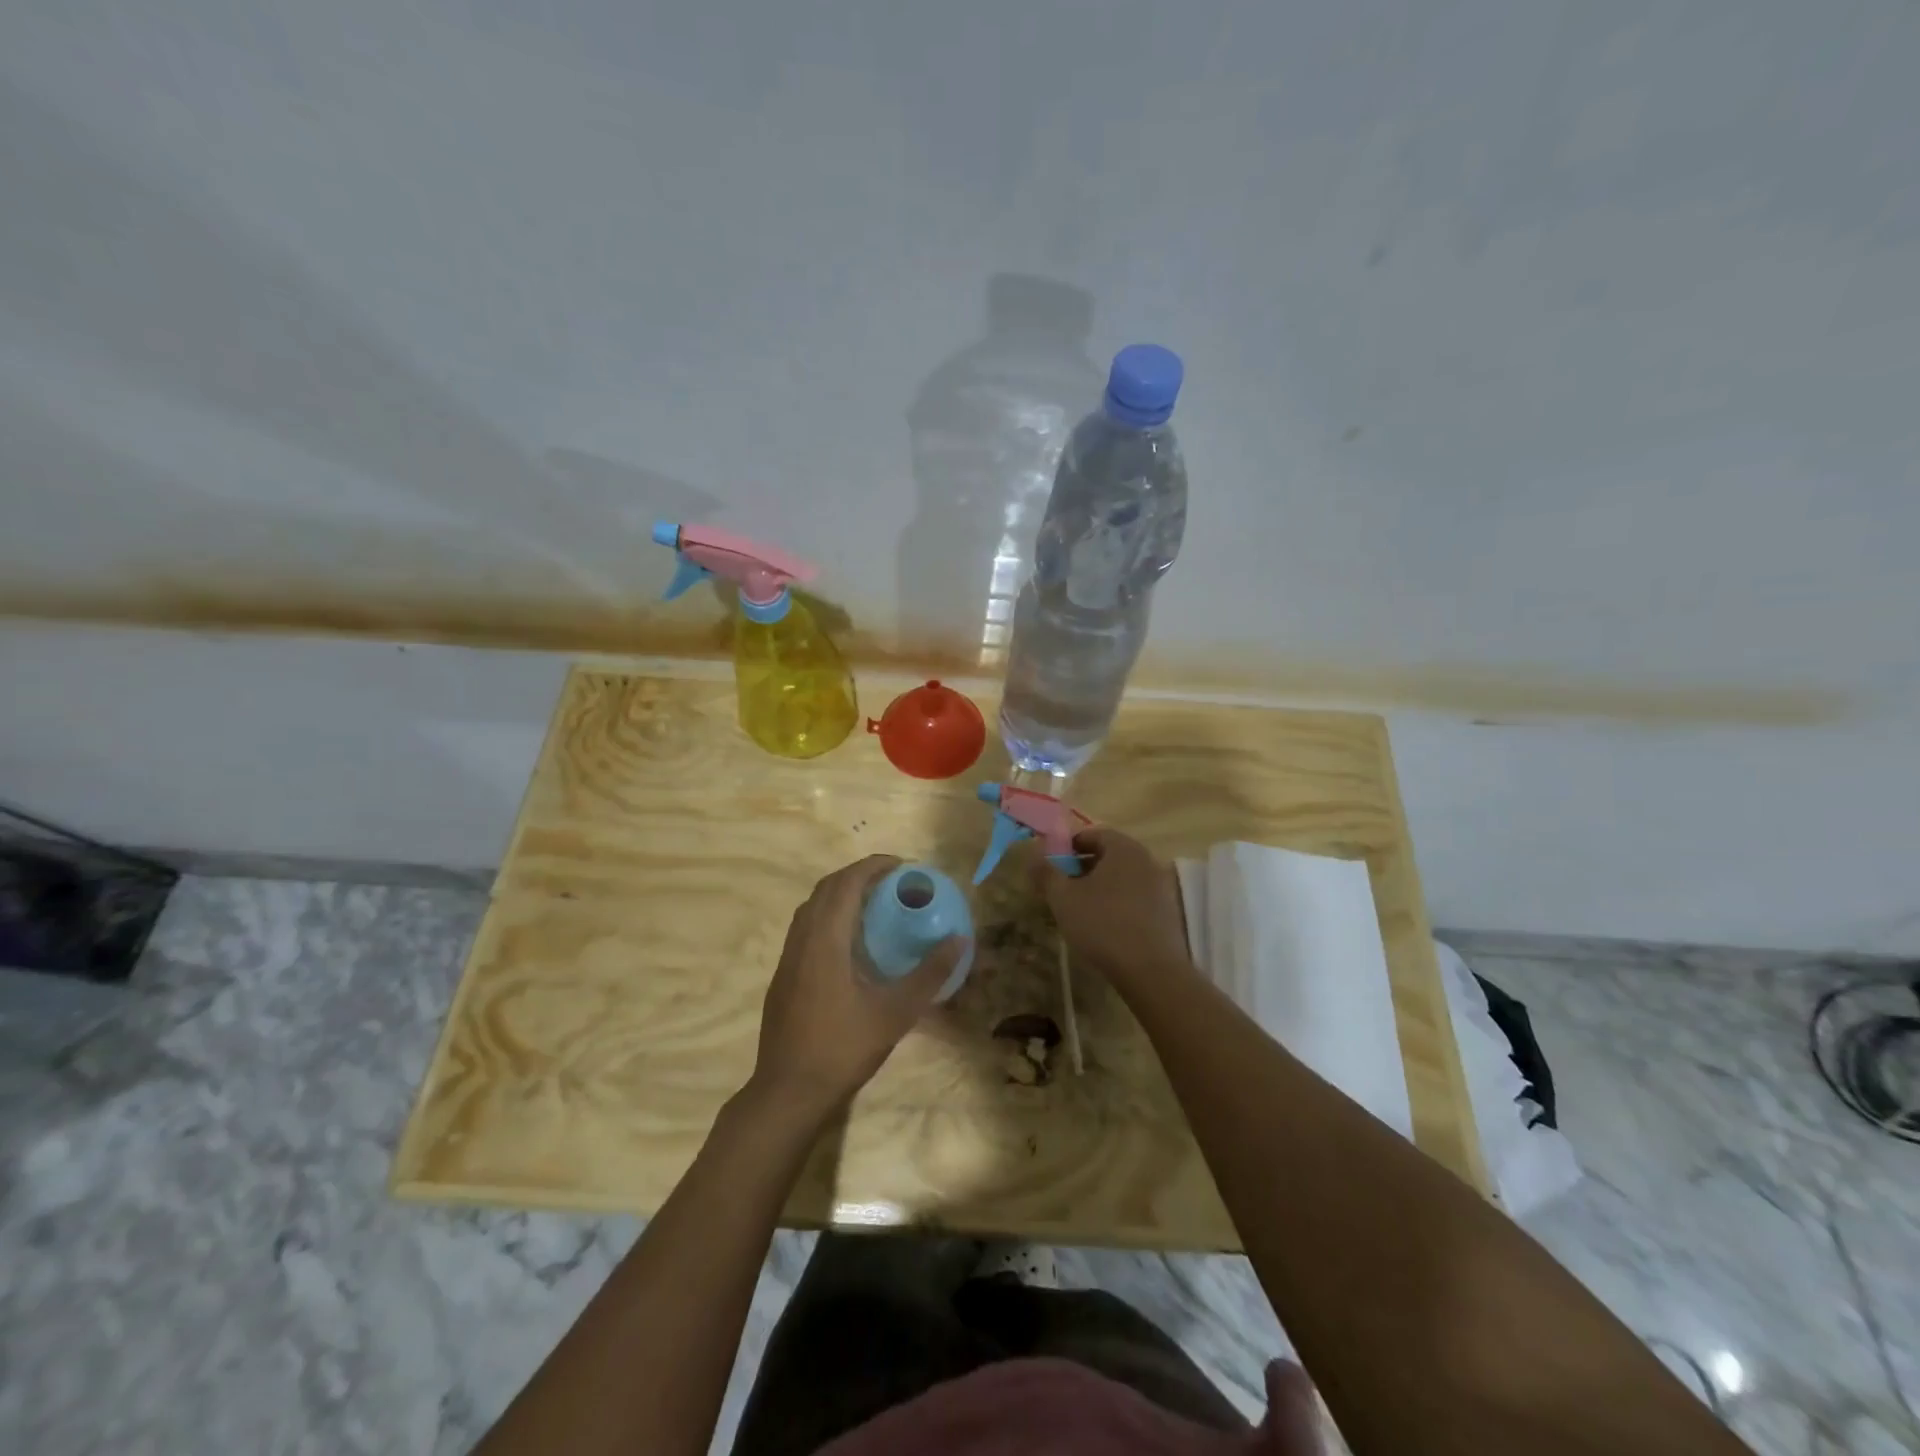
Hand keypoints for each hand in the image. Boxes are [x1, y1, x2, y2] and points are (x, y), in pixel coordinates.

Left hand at [749, 855, 966, 1121]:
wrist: (788, 1092)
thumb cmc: (842, 1048)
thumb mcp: (895, 1012)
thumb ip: (929, 974)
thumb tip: (960, 940)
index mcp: (825, 940)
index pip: (846, 883)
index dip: (873, 866)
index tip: (902, 866)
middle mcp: (802, 940)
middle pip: (826, 888)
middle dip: (858, 876)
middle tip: (892, 882)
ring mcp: (788, 958)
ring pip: (812, 908)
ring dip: (841, 895)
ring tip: (874, 905)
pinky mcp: (783, 976)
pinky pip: (806, 928)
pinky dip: (829, 917)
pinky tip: (851, 943)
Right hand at [1031, 827, 1194, 986]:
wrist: (1151, 971)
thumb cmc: (1103, 924)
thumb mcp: (1063, 898)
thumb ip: (1046, 873)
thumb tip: (1033, 855)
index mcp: (1123, 848)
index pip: (1093, 833)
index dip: (1069, 846)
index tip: (1052, 866)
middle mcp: (1146, 859)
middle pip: (1109, 855)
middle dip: (1082, 867)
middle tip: (1062, 888)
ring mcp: (1160, 886)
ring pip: (1122, 877)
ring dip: (1100, 887)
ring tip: (1080, 909)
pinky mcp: (1167, 911)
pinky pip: (1136, 897)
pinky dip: (1117, 903)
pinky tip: (1104, 926)